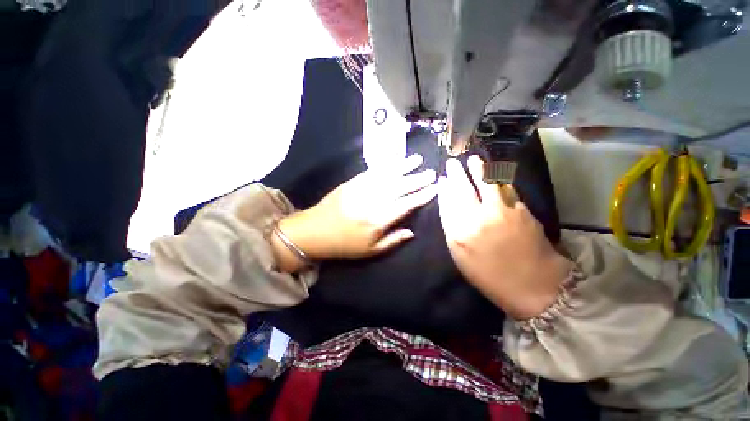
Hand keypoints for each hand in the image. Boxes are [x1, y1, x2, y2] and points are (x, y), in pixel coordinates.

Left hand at [273, 154, 436, 268]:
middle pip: (399, 188)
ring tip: (417, 160)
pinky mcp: (352, 182)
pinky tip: (394, 162)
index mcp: (378, 221)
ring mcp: (361, 189)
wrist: (315, 231)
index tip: (434, 189)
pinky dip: (385, 166)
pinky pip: (372, 172)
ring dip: (403, 167)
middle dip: (417, 180)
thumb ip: (393, 240)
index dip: (421, 197)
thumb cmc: (345, 245)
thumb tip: (412, 231)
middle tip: (431, 173)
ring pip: (387, 176)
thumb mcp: (371, 251)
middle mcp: (372, 202)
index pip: (405, 205)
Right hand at [437, 156, 571, 319]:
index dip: (444, 189)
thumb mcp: (461, 256)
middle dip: (457, 174)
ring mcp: (503, 212)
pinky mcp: (522, 211)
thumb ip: (452, 230)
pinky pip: (506, 190)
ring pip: (487, 184)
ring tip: (473, 160)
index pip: (448, 203)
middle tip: (452, 163)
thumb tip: (448, 207)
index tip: (442, 179)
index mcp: (461, 233)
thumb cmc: (489, 275)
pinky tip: (494, 174)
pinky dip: (498, 180)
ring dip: (479, 169)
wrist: (534, 285)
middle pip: (464, 189)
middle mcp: (479, 218)